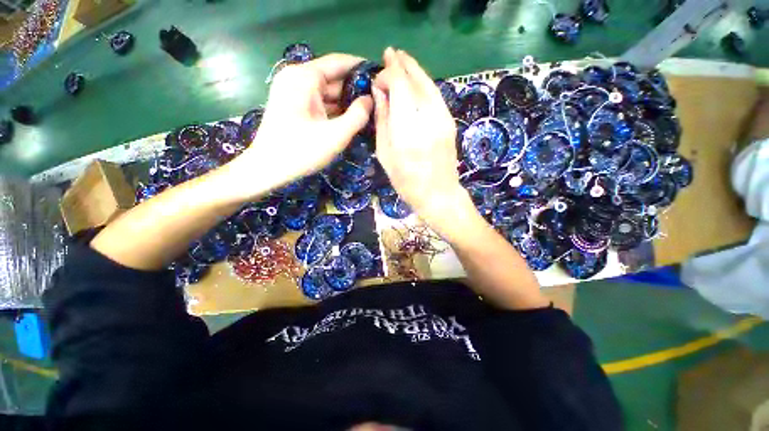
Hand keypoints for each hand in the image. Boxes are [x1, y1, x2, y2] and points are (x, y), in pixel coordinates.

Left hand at [226, 54, 372, 198]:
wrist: (268, 168)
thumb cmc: (302, 151)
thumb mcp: (336, 135)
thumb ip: (358, 116)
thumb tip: (370, 99)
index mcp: (305, 77)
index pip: (339, 62)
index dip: (361, 67)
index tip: (381, 76)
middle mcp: (297, 77)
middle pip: (333, 78)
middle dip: (355, 89)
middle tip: (378, 100)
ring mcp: (293, 91)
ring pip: (327, 91)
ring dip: (346, 101)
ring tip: (369, 111)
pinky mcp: (292, 104)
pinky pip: (319, 101)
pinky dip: (334, 109)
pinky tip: (350, 118)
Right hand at [372, 48, 473, 236]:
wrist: (438, 194)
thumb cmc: (406, 180)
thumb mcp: (385, 154)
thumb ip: (382, 120)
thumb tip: (379, 93)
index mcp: (407, 128)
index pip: (400, 85)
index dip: (388, 74)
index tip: (378, 79)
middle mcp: (428, 117)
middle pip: (416, 79)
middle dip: (402, 64)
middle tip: (390, 54)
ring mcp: (443, 118)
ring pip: (429, 84)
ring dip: (415, 70)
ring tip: (402, 61)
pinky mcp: (450, 121)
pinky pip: (436, 95)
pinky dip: (424, 84)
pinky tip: (416, 83)